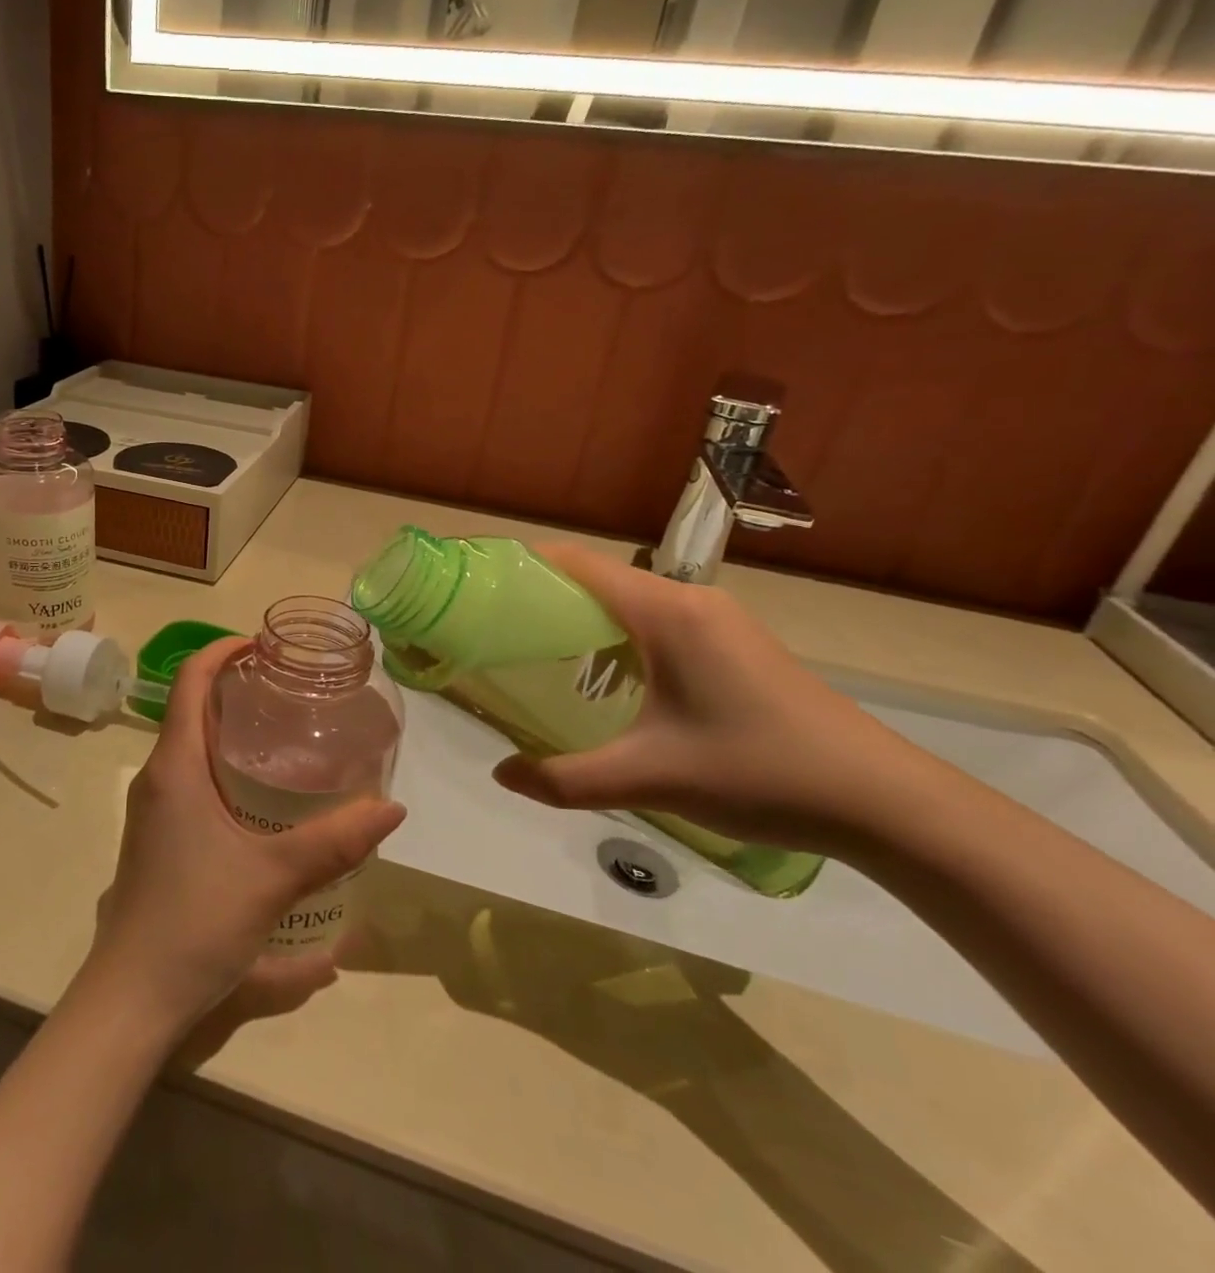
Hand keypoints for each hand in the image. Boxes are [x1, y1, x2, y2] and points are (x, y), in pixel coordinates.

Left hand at [82, 638, 407, 1038]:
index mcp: (174, 767)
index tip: (264, 644)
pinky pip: (191, 781)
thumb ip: (335, 842)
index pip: (188, 681)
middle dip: (236, 689)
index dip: (222, 651)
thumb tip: (392, 808)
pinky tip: (263, 798)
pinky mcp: (159, 839)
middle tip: (291, 689)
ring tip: (286, 733)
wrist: (131, 997)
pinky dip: (224, 768)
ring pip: (191, 748)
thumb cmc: (195, 920)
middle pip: (192, 709)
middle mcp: (157, 778)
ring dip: (231, 731)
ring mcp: (154, 810)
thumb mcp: (273, 878)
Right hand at [491, 542, 936, 856]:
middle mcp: (689, 601)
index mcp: (665, 613)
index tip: (478, 591)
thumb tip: (500, 774)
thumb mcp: (650, 778)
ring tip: (537, 658)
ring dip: (581, 620)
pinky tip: (606, 683)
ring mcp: (717, 622)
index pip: (576, 562)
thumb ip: (566, 779)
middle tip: (494, 633)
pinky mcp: (734, 645)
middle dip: (542, 598)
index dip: (523, 566)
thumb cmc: (759, 772)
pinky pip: (656, 623)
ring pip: (628, 603)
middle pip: (597, 579)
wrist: (885, 802)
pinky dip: (616, 638)